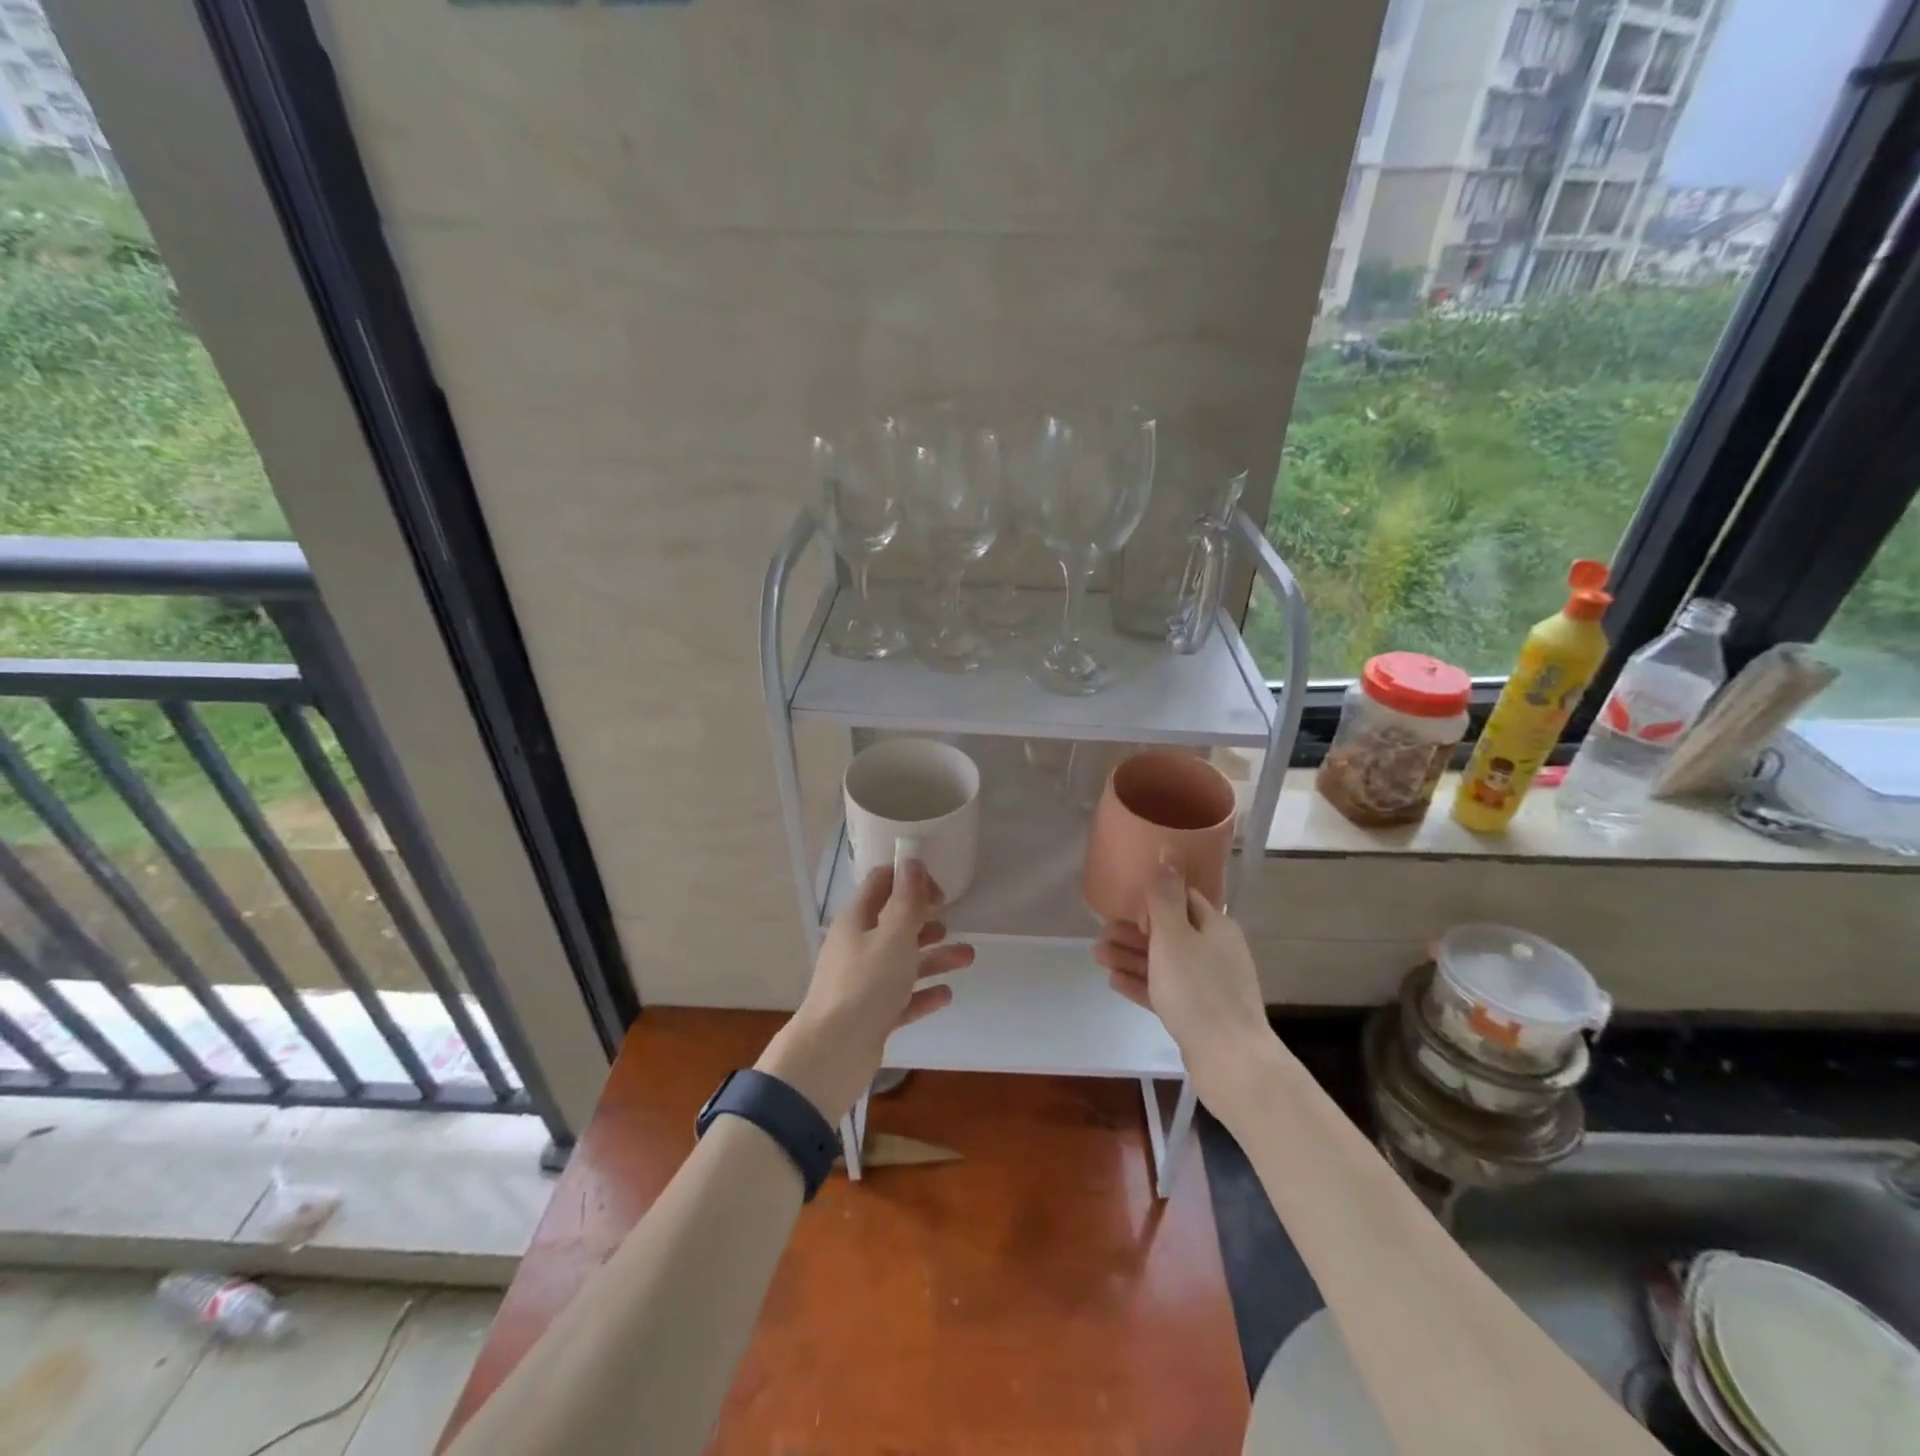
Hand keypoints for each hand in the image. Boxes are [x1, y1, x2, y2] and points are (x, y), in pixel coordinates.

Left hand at [756, 859, 973, 1123]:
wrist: (832, 1054)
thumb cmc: (866, 984)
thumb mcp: (894, 936)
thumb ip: (907, 900)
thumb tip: (911, 861)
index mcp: (857, 920)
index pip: (881, 884)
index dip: (909, 878)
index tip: (939, 889)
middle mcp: (858, 947)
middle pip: (894, 924)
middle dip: (925, 919)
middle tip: (953, 919)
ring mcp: (863, 983)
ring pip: (903, 962)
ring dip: (934, 957)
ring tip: (968, 957)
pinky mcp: (871, 1015)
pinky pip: (902, 998)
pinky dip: (923, 994)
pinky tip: (946, 995)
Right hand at [1093, 863, 1276, 1113]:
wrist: (1230, 1060)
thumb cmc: (1198, 990)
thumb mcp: (1173, 936)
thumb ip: (1164, 896)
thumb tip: (1167, 851)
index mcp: (1215, 926)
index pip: (1183, 899)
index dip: (1153, 899)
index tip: (1125, 905)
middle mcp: (1216, 950)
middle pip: (1170, 932)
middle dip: (1134, 931)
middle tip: (1100, 933)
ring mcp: (1209, 984)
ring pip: (1165, 962)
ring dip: (1131, 956)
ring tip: (1097, 956)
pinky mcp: (1200, 1014)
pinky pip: (1166, 990)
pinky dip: (1142, 983)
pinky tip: (1115, 982)